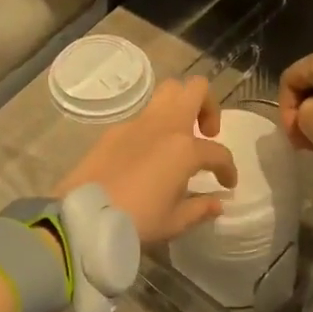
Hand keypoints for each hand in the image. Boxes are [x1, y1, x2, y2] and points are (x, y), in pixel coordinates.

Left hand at [55, 77, 237, 244]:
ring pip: (167, 92)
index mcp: (184, 149)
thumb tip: (217, 202)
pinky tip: (149, 153)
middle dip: (208, 106)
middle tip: (206, 134)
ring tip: (180, 137)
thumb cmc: (136, 221)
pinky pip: (143, 116)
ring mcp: (138, 123)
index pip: (218, 152)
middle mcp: (164, 126)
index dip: (228, 169)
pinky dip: (154, 126)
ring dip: (181, 106)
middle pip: (195, 89)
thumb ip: (200, 209)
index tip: (227, 184)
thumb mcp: (173, 222)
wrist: (84, 216)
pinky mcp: (115, 130)